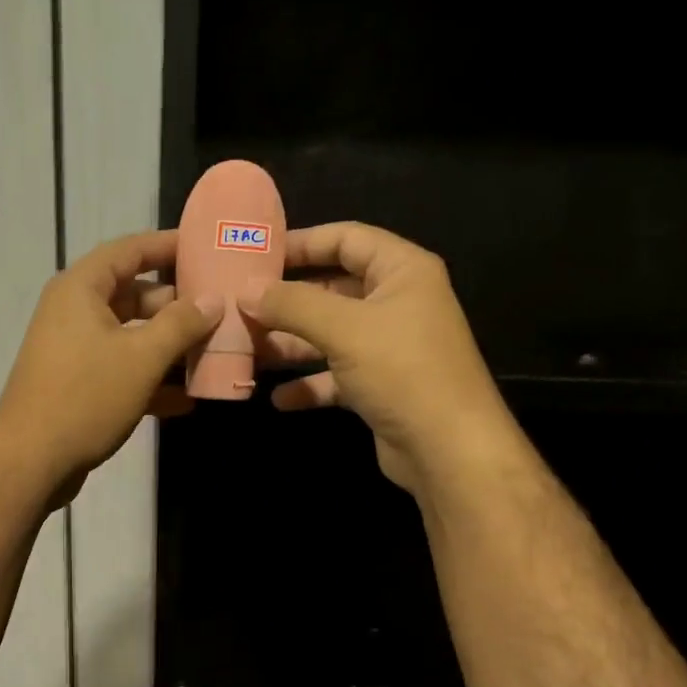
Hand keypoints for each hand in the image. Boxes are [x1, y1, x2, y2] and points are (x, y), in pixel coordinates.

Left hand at [0, 230, 220, 506]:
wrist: (31, 461)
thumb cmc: (86, 397)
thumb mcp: (142, 357)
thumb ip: (181, 324)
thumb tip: (212, 300)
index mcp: (81, 289)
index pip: (129, 250)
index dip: (167, 246)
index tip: (205, 248)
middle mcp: (74, 312)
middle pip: (133, 295)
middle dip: (176, 306)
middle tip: (219, 311)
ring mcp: (74, 351)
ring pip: (130, 337)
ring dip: (168, 347)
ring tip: (212, 354)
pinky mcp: (77, 386)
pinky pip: (120, 371)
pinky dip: (150, 380)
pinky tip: (186, 400)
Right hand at [242, 222, 508, 497]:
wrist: (447, 448)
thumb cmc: (402, 371)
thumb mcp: (344, 329)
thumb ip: (292, 305)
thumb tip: (245, 291)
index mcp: (401, 271)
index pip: (347, 238)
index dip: (302, 242)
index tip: (256, 254)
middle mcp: (396, 303)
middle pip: (332, 289)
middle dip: (287, 301)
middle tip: (240, 306)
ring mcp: (387, 347)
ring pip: (328, 335)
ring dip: (290, 344)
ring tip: (246, 350)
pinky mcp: (378, 387)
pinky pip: (335, 377)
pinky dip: (308, 385)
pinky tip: (277, 398)